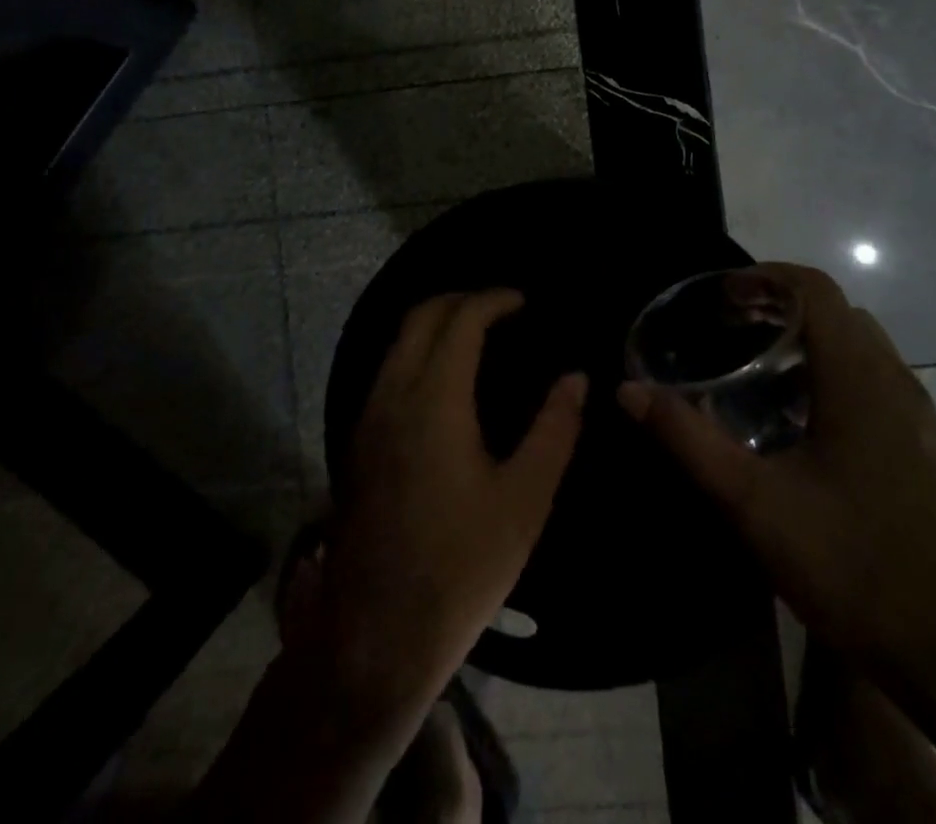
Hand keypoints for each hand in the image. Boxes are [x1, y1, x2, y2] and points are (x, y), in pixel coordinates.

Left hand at [313, 290, 586, 712]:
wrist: (376, 635)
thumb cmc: (462, 565)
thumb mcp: (525, 499)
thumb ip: (555, 429)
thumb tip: (576, 377)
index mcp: (434, 399)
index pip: (460, 319)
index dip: (493, 299)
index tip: (524, 301)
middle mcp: (393, 394)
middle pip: (420, 316)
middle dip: (461, 299)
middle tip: (503, 308)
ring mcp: (368, 417)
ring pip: (398, 341)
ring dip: (436, 323)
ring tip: (479, 334)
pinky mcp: (359, 441)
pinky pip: (389, 368)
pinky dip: (419, 349)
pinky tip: (446, 378)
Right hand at [618, 264, 935, 684]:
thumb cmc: (853, 565)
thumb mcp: (753, 501)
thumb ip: (688, 440)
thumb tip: (628, 391)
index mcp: (859, 377)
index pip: (815, 288)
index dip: (764, 277)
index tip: (718, 296)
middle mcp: (894, 381)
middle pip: (835, 312)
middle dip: (778, 305)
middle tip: (726, 328)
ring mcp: (917, 417)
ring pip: (858, 347)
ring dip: (806, 340)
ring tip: (753, 368)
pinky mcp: (923, 450)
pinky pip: (872, 382)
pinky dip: (830, 373)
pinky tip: (797, 423)